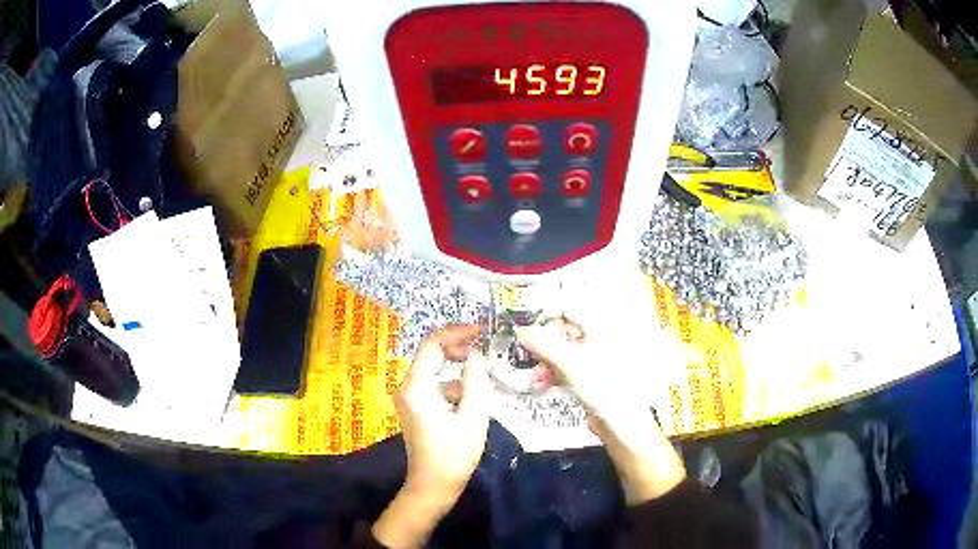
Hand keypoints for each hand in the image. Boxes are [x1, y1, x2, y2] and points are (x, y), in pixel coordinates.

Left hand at [372, 326, 490, 547]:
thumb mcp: (473, 415)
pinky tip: (471, 402)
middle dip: (459, 350)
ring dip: (459, 371)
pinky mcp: (417, 408)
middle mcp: (407, 387)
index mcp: (416, 387)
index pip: (432, 344)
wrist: (434, 486)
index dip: (457, 333)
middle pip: (432, 355)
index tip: (482, 331)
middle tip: (486, 349)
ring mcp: (410, 398)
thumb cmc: (454, 454)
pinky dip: (454, 387)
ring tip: (483, 380)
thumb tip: (475, 356)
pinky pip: (436, 386)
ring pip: (436, 371)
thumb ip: (475, 380)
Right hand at [516, 319, 685, 504]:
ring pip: (565, 352)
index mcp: (602, 327)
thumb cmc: (604, 387)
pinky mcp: (593, 377)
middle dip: (544, 344)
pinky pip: (568, 368)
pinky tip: (543, 384)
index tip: (526, 326)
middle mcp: (601, 338)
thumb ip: (543, 344)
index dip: (548, 317)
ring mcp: (598, 359)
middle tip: (527, 353)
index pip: (570, 310)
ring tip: (536, 377)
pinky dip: (554, 373)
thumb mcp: (569, 363)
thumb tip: (521, 330)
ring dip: (546, 362)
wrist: (624, 424)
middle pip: (566, 332)